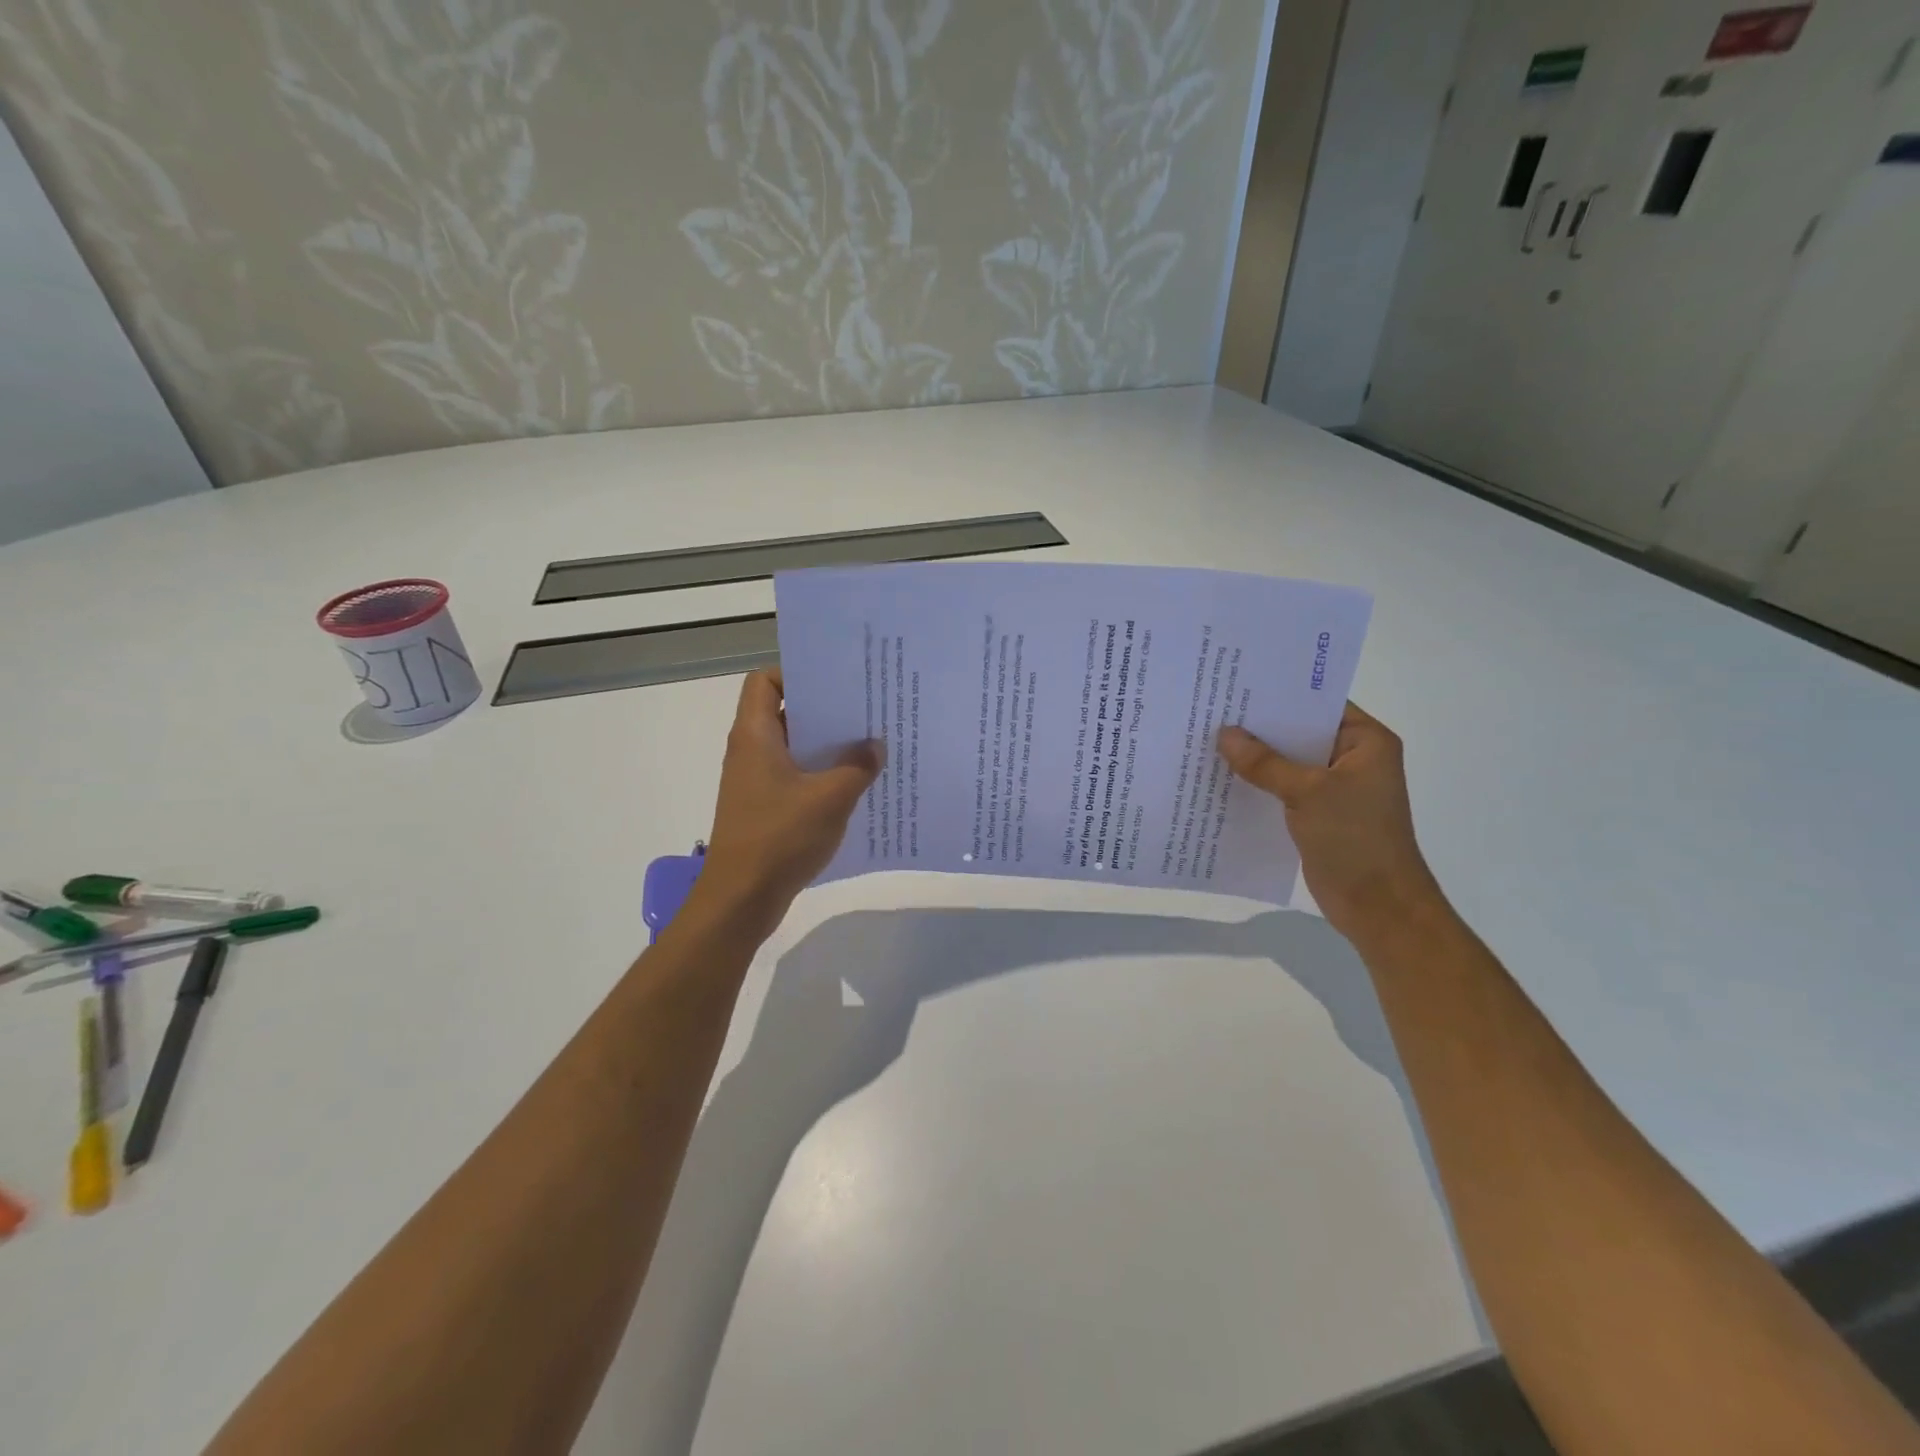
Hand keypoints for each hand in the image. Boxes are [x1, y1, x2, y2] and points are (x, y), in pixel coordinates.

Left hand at [696, 668, 881, 928]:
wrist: (740, 899)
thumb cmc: (779, 838)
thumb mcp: (830, 798)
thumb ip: (858, 766)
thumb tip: (876, 746)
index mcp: (756, 735)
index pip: (765, 681)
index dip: (796, 673)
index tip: (836, 681)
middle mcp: (751, 751)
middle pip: (787, 712)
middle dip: (826, 710)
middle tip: (868, 709)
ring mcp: (757, 781)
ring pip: (796, 748)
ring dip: (829, 746)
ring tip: (871, 744)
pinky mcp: (766, 807)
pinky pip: (797, 777)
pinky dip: (823, 775)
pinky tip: (857, 785)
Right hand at [1217, 703, 1443, 939]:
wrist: (1378, 906)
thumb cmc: (1355, 839)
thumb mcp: (1308, 792)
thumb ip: (1265, 762)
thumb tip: (1224, 734)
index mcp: (1366, 741)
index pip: (1319, 703)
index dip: (1280, 693)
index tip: (1237, 684)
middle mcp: (1352, 757)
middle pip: (1299, 732)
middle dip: (1260, 726)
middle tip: (1213, 709)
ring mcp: (1335, 787)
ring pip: (1288, 762)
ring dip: (1256, 757)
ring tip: (1209, 740)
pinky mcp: (1318, 812)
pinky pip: (1283, 788)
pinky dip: (1259, 783)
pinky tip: (1223, 778)